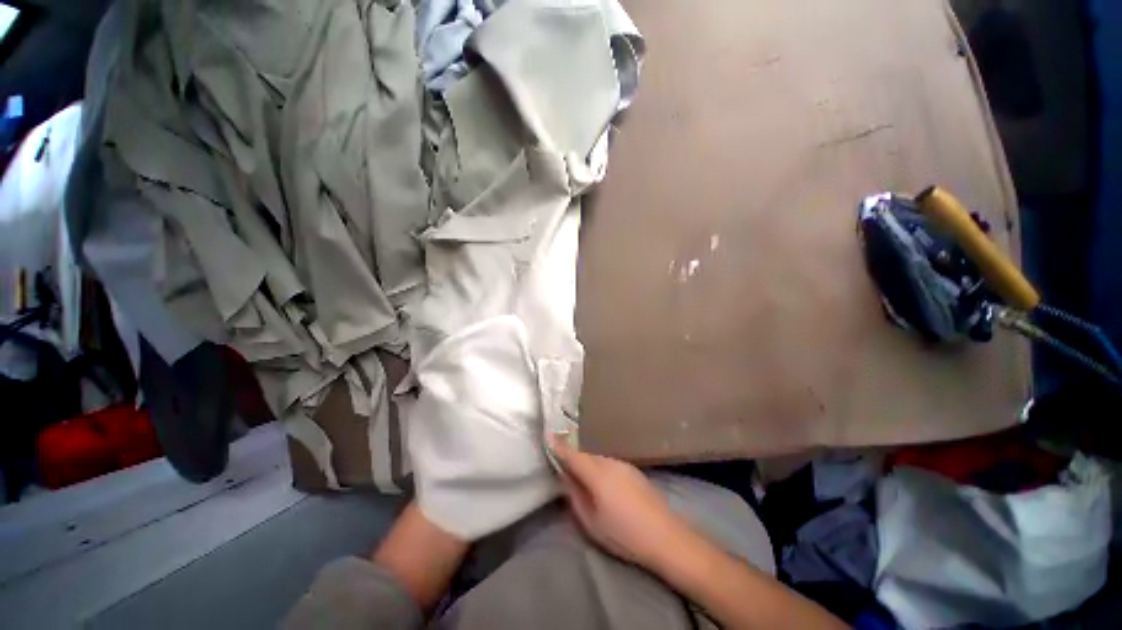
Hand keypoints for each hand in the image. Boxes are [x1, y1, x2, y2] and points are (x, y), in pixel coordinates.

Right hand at [551, 437, 692, 569]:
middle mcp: (610, 462)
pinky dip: (602, 470)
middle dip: (574, 459)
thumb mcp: (592, 522)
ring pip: (599, 459)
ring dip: (589, 466)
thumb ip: (575, 497)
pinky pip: (610, 464)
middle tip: (565, 471)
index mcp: (597, 473)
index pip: (573, 455)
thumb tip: (566, 479)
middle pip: (586, 456)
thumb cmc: (624, 534)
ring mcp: (624, 464)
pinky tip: (606, 487)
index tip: (548, 436)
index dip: (559, 446)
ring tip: (586, 483)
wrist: (666, 537)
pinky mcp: (634, 470)